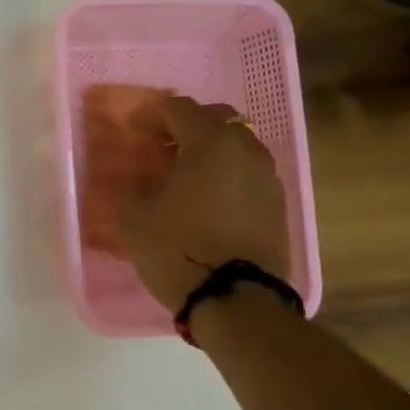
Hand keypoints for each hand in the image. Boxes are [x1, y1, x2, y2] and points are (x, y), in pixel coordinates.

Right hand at [118, 94, 290, 314]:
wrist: (236, 301)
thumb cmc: (179, 250)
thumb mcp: (135, 217)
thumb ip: (132, 185)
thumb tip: (138, 176)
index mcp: (210, 143)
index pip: (179, 109)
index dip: (151, 114)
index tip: (133, 129)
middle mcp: (246, 150)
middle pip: (216, 119)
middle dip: (186, 125)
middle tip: (159, 144)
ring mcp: (267, 177)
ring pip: (236, 145)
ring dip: (209, 149)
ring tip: (183, 172)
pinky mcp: (277, 204)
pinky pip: (246, 172)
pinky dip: (225, 172)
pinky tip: (205, 196)